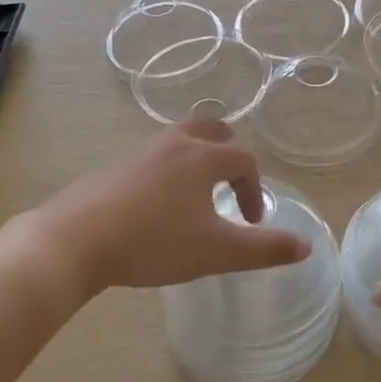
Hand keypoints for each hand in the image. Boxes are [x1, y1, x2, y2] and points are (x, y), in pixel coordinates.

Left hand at [8, 122, 309, 301]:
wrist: (74, 240)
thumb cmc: (153, 243)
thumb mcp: (215, 252)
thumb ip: (263, 249)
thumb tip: (306, 246)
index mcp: (201, 158)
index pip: (242, 160)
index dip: (254, 188)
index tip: (252, 221)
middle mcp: (172, 145)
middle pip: (208, 129)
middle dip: (226, 151)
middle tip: (229, 180)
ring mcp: (138, 153)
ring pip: (176, 141)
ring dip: (194, 160)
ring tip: (193, 195)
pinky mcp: (111, 169)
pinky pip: (150, 159)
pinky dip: (164, 172)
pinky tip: (154, 207)